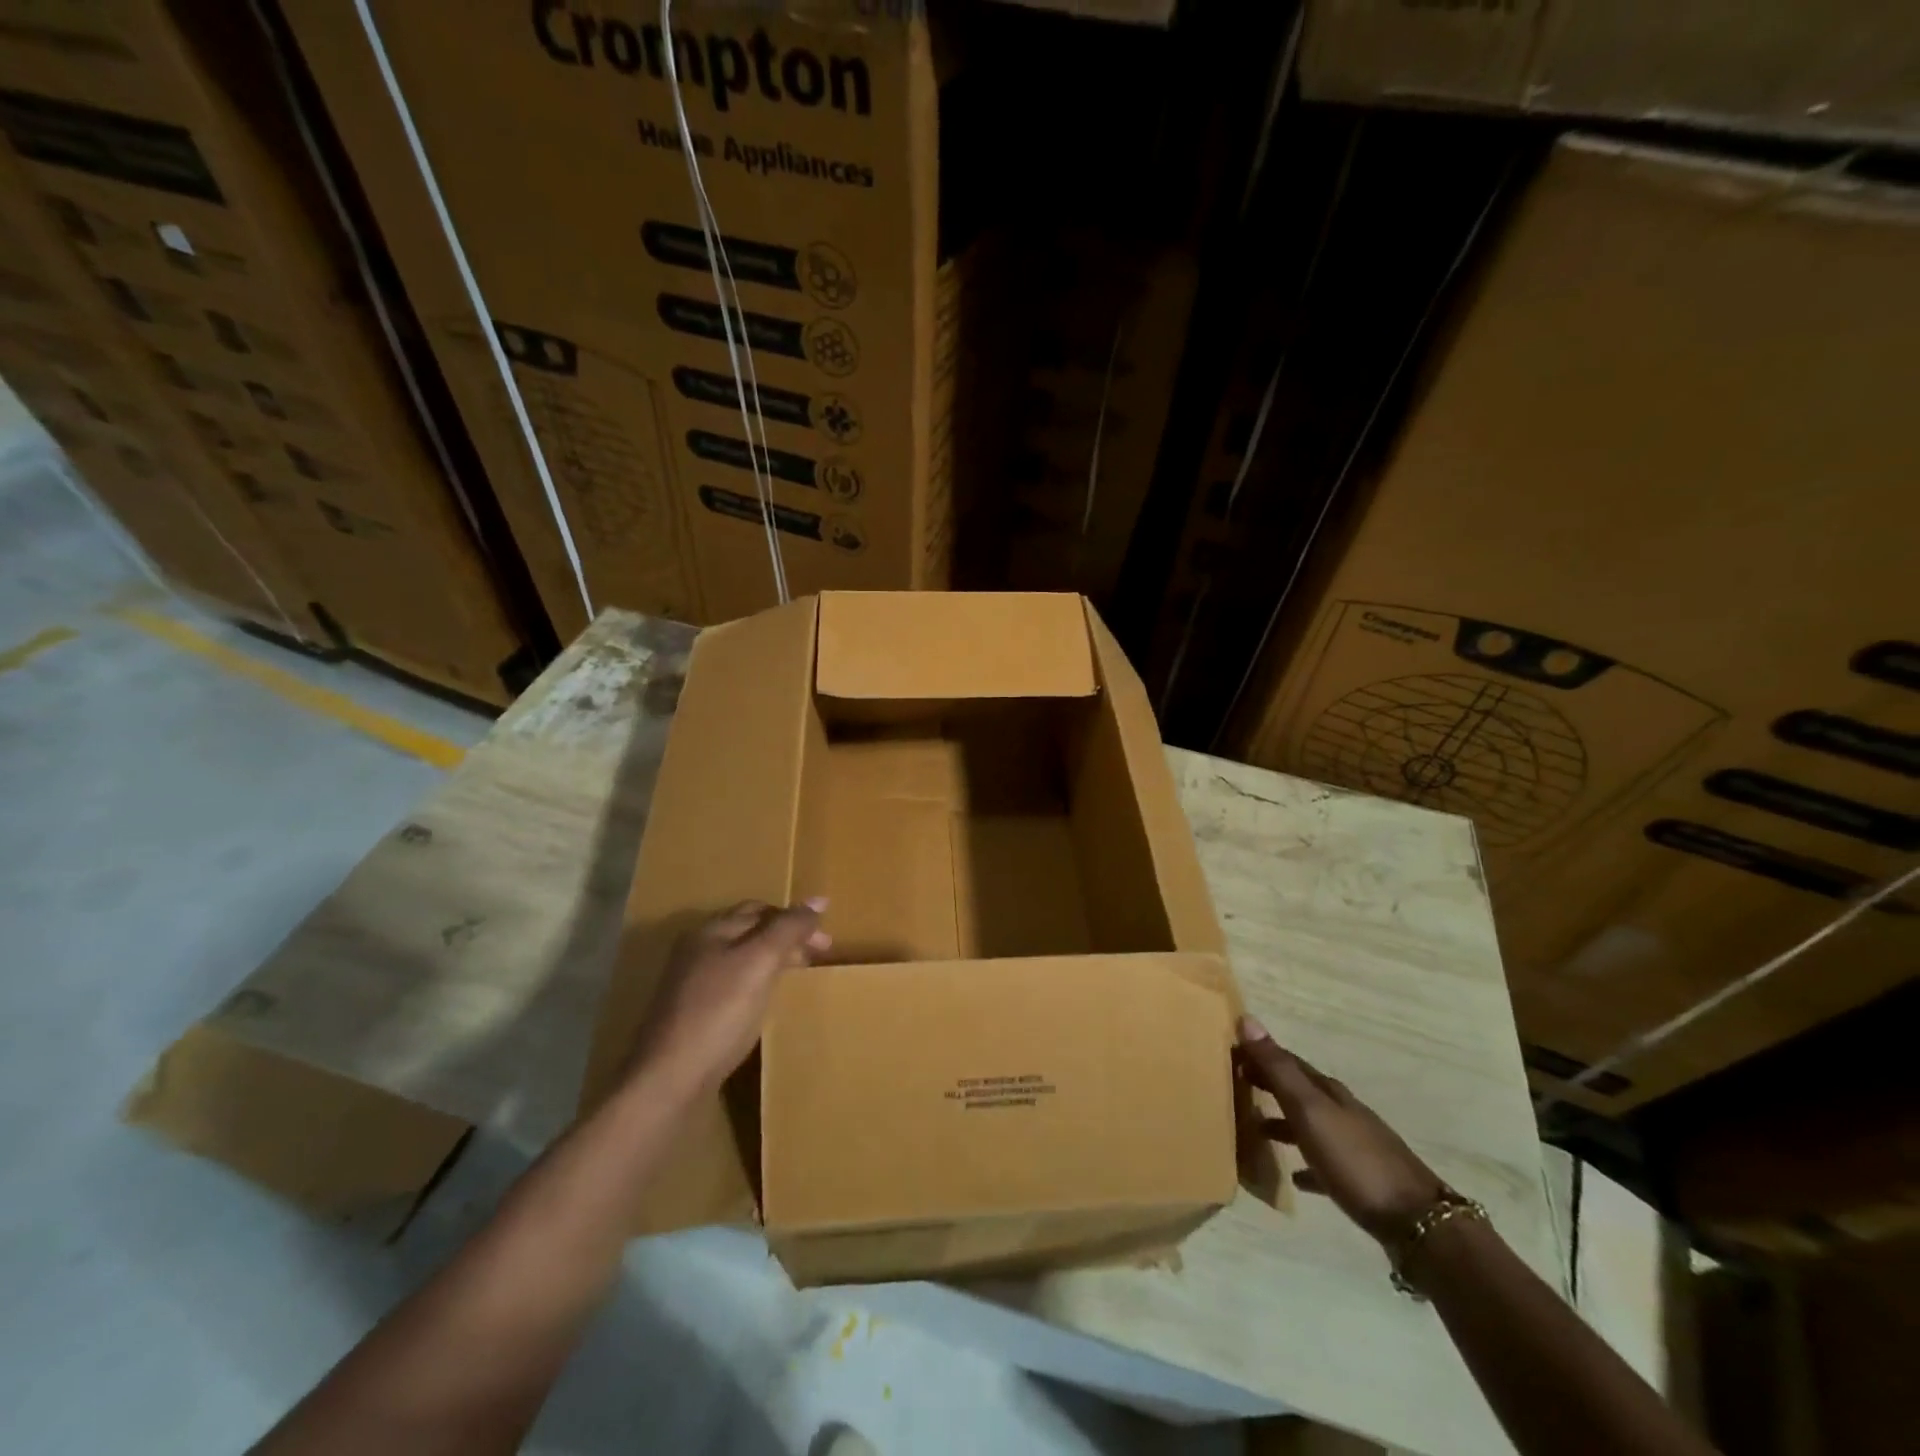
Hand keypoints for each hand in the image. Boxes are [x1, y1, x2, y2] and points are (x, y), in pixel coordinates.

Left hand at [630, 900, 829, 1093]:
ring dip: (772, 959)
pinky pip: (732, 984)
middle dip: (786, 936)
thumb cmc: (719, 1012)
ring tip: (798, 974)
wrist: (668, 1079)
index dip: (795, 917)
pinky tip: (765, 1000)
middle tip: (820, 954)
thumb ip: (789, 928)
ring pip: (741, 958)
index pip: (760, 909)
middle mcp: (697, 950)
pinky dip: (757, 982)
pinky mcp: (692, 1014)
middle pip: (749, 931)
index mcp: (711, 930)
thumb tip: (819, 899)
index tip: (826, 939)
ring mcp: (691, 984)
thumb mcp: (760, 962)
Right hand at [1236, 1014, 1445, 1243]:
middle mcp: (1343, 1112)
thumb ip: (1278, 1069)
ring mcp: (1356, 1146)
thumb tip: (1247, 1019)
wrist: (1417, 1223)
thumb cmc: (1354, 1160)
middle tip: (1238, 1082)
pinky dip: (1307, 1162)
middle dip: (1271, 1083)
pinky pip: (1325, 1164)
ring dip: (1285, 1121)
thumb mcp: (1310, 1110)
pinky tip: (1296, 1177)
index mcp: (1329, 1092)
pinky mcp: (1362, 1181)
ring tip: (1258, 1129)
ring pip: (1312, 1125)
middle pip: (1301, 1090)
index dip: (1260, 1054)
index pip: (1288, 1061)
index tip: (1232, 1050)